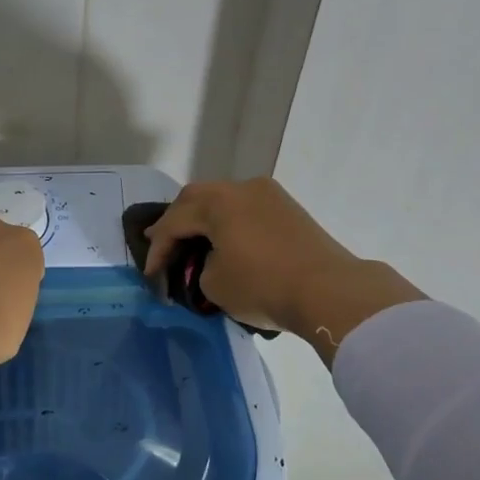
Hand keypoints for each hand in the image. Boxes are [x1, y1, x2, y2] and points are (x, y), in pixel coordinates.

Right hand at [144, 179, 423, 361]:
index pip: (174, 222)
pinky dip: (228, 224)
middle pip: (196, 198)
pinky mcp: (289, 210)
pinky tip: (224, 241)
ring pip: (224, 201)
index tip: (150, 275)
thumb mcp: (214, 284)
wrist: (329, 291)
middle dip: (175, 221)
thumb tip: (210, 263)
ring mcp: (269, 195)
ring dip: (204, 220)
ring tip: (191, 241)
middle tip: (160, 241)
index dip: (157, 250)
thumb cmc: (263, 285)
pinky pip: (246, 210)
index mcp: (217, 202)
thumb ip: (199, 268)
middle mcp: (242, 188)